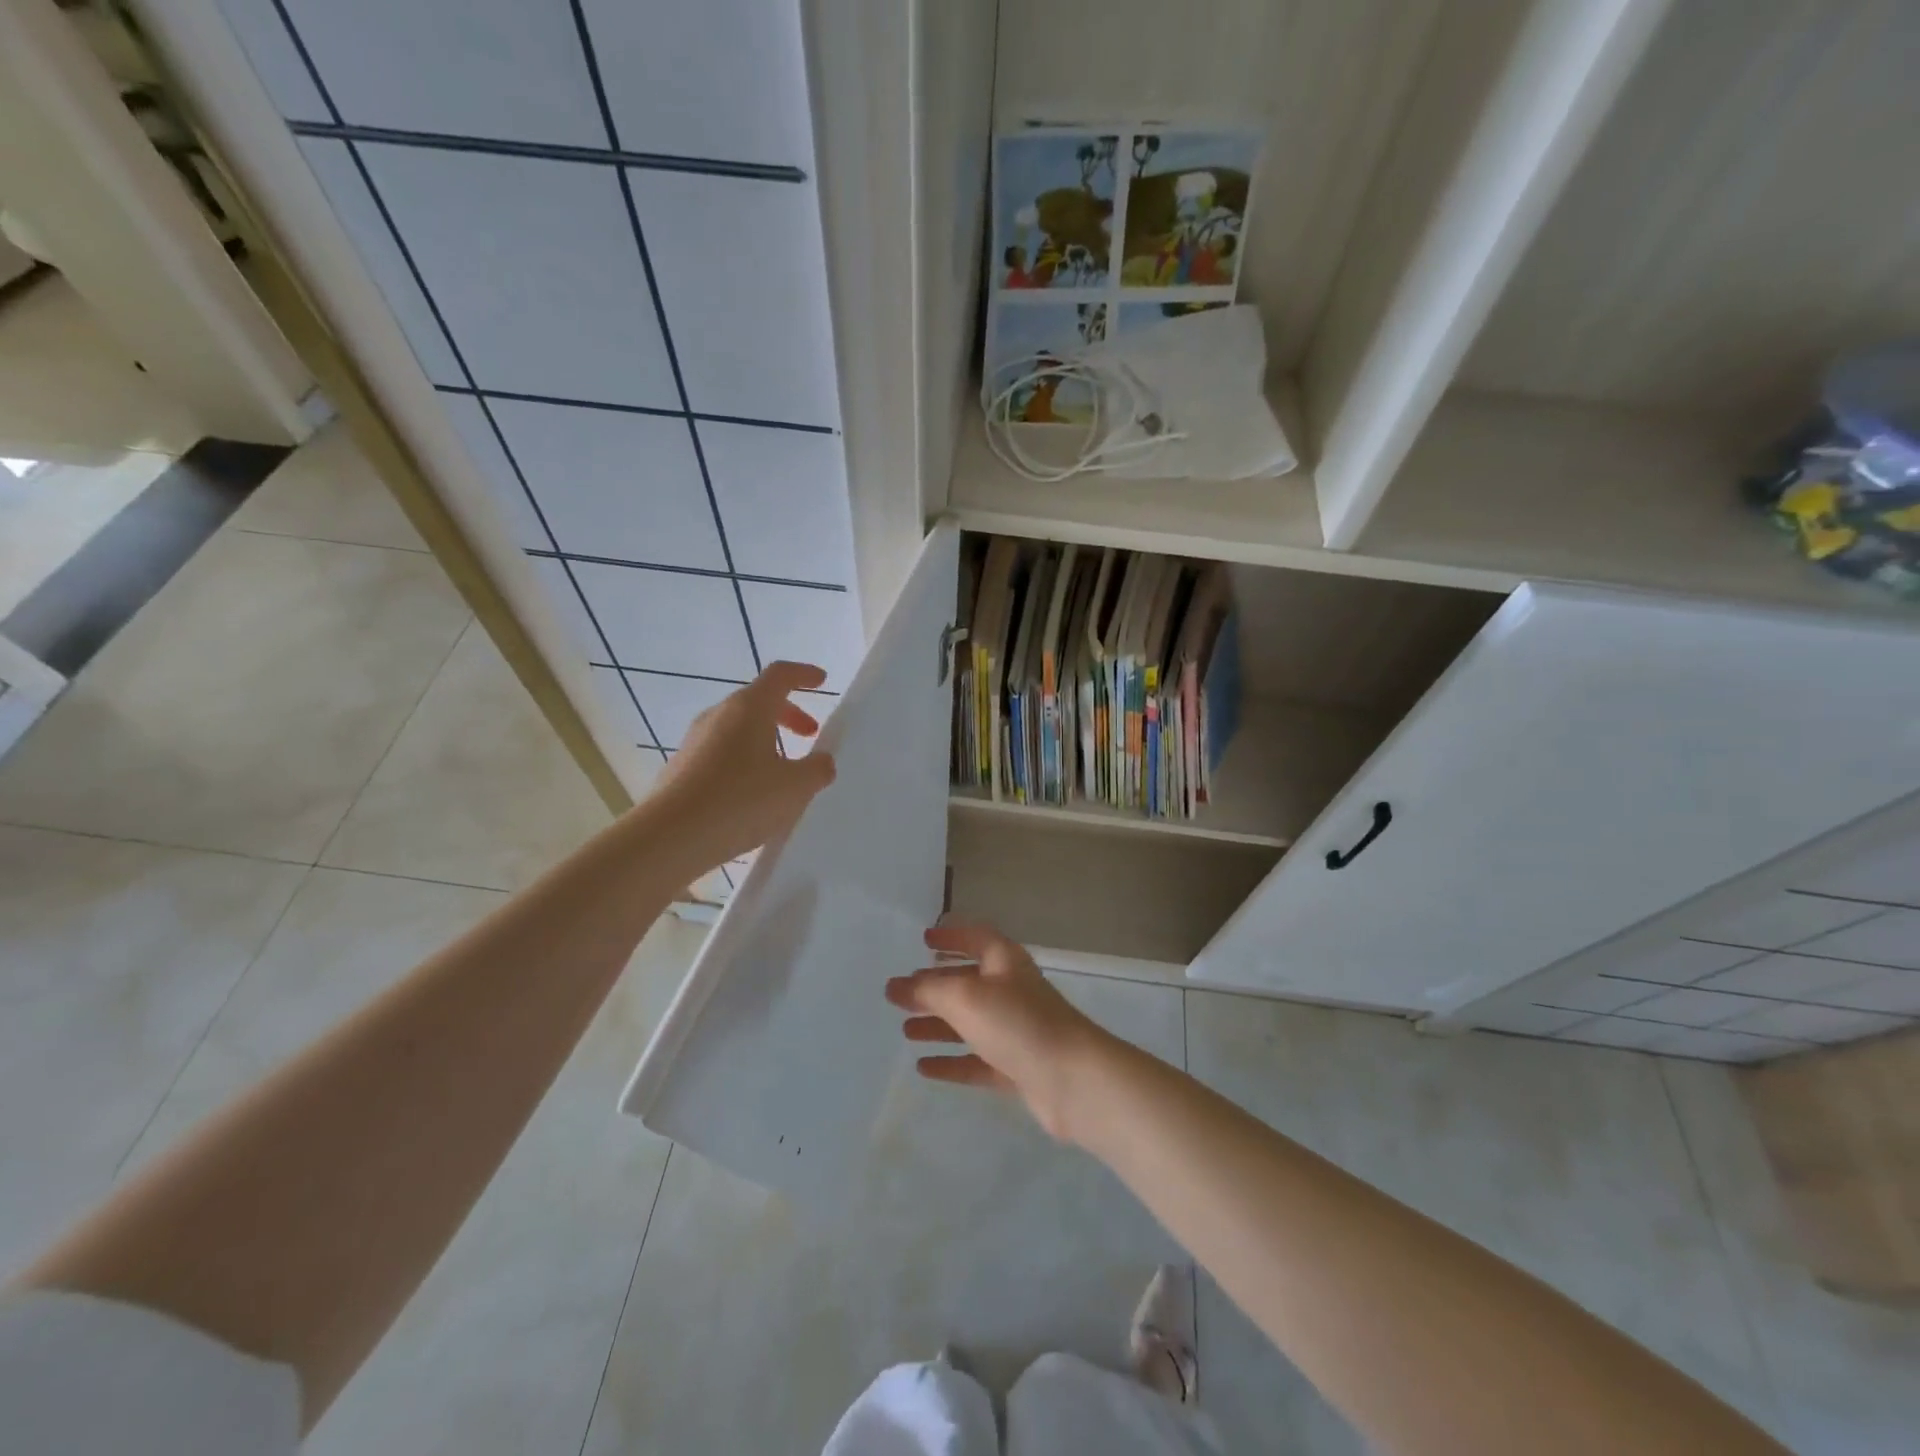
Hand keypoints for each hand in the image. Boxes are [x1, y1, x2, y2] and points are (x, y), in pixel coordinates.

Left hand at [649, 661, 836, 872]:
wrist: (670, 837)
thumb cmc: (740, 800)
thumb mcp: (795, 787)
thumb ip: (817, 769)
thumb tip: (821, 761)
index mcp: (749, 708)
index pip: (780, 675)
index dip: (804, 675)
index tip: (821, 681)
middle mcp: (719, 715)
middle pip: (758, 701)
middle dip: (788, 714)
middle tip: (809, 735)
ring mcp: (695, 740)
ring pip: (738, 728)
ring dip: (766, 739)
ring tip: (784, 770)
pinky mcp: (682, 767)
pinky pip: (722, 752)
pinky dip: (745, 760)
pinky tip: (753, 793)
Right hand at [884, 920, 1113, 1142]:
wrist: (1073, 1080)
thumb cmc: (1018, 1023)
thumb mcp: (965, 998)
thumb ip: (927, 991)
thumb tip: (893, 986)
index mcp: (1004, 962)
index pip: (975, 938)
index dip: (951, 936)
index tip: (924, 940)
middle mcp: (1011, 991)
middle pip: (968, 982)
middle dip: (935, 986)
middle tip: (900, 994)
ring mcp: (1016, 1031)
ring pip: (970, 1023)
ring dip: (939, 1025)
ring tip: (905, 1030)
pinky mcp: (1018, 1068)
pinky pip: (977, 1060)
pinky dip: (952, 1061)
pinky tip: (925, 1067)